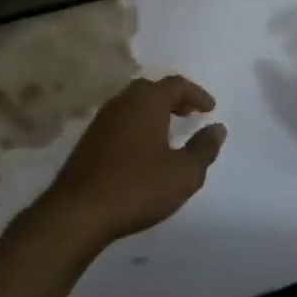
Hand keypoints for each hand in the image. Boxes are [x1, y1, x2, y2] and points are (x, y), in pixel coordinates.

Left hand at [36, 76, 225, 249]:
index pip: (175, 85)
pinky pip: (120, 121)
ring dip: (154, 112)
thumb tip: (217, 128)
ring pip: (133, 105)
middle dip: (174, 99)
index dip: (196, 94)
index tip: (210, 109)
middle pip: (151, 89)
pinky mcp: (89, 140)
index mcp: (146, 102)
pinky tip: (143, 149)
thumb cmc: (137, 187)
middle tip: (190, 114)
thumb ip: (204, 148)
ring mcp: (101, 120)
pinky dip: (138, 125)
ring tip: (170, 131)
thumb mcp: (183, 173)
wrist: (79, 211)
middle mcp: (122, 102)